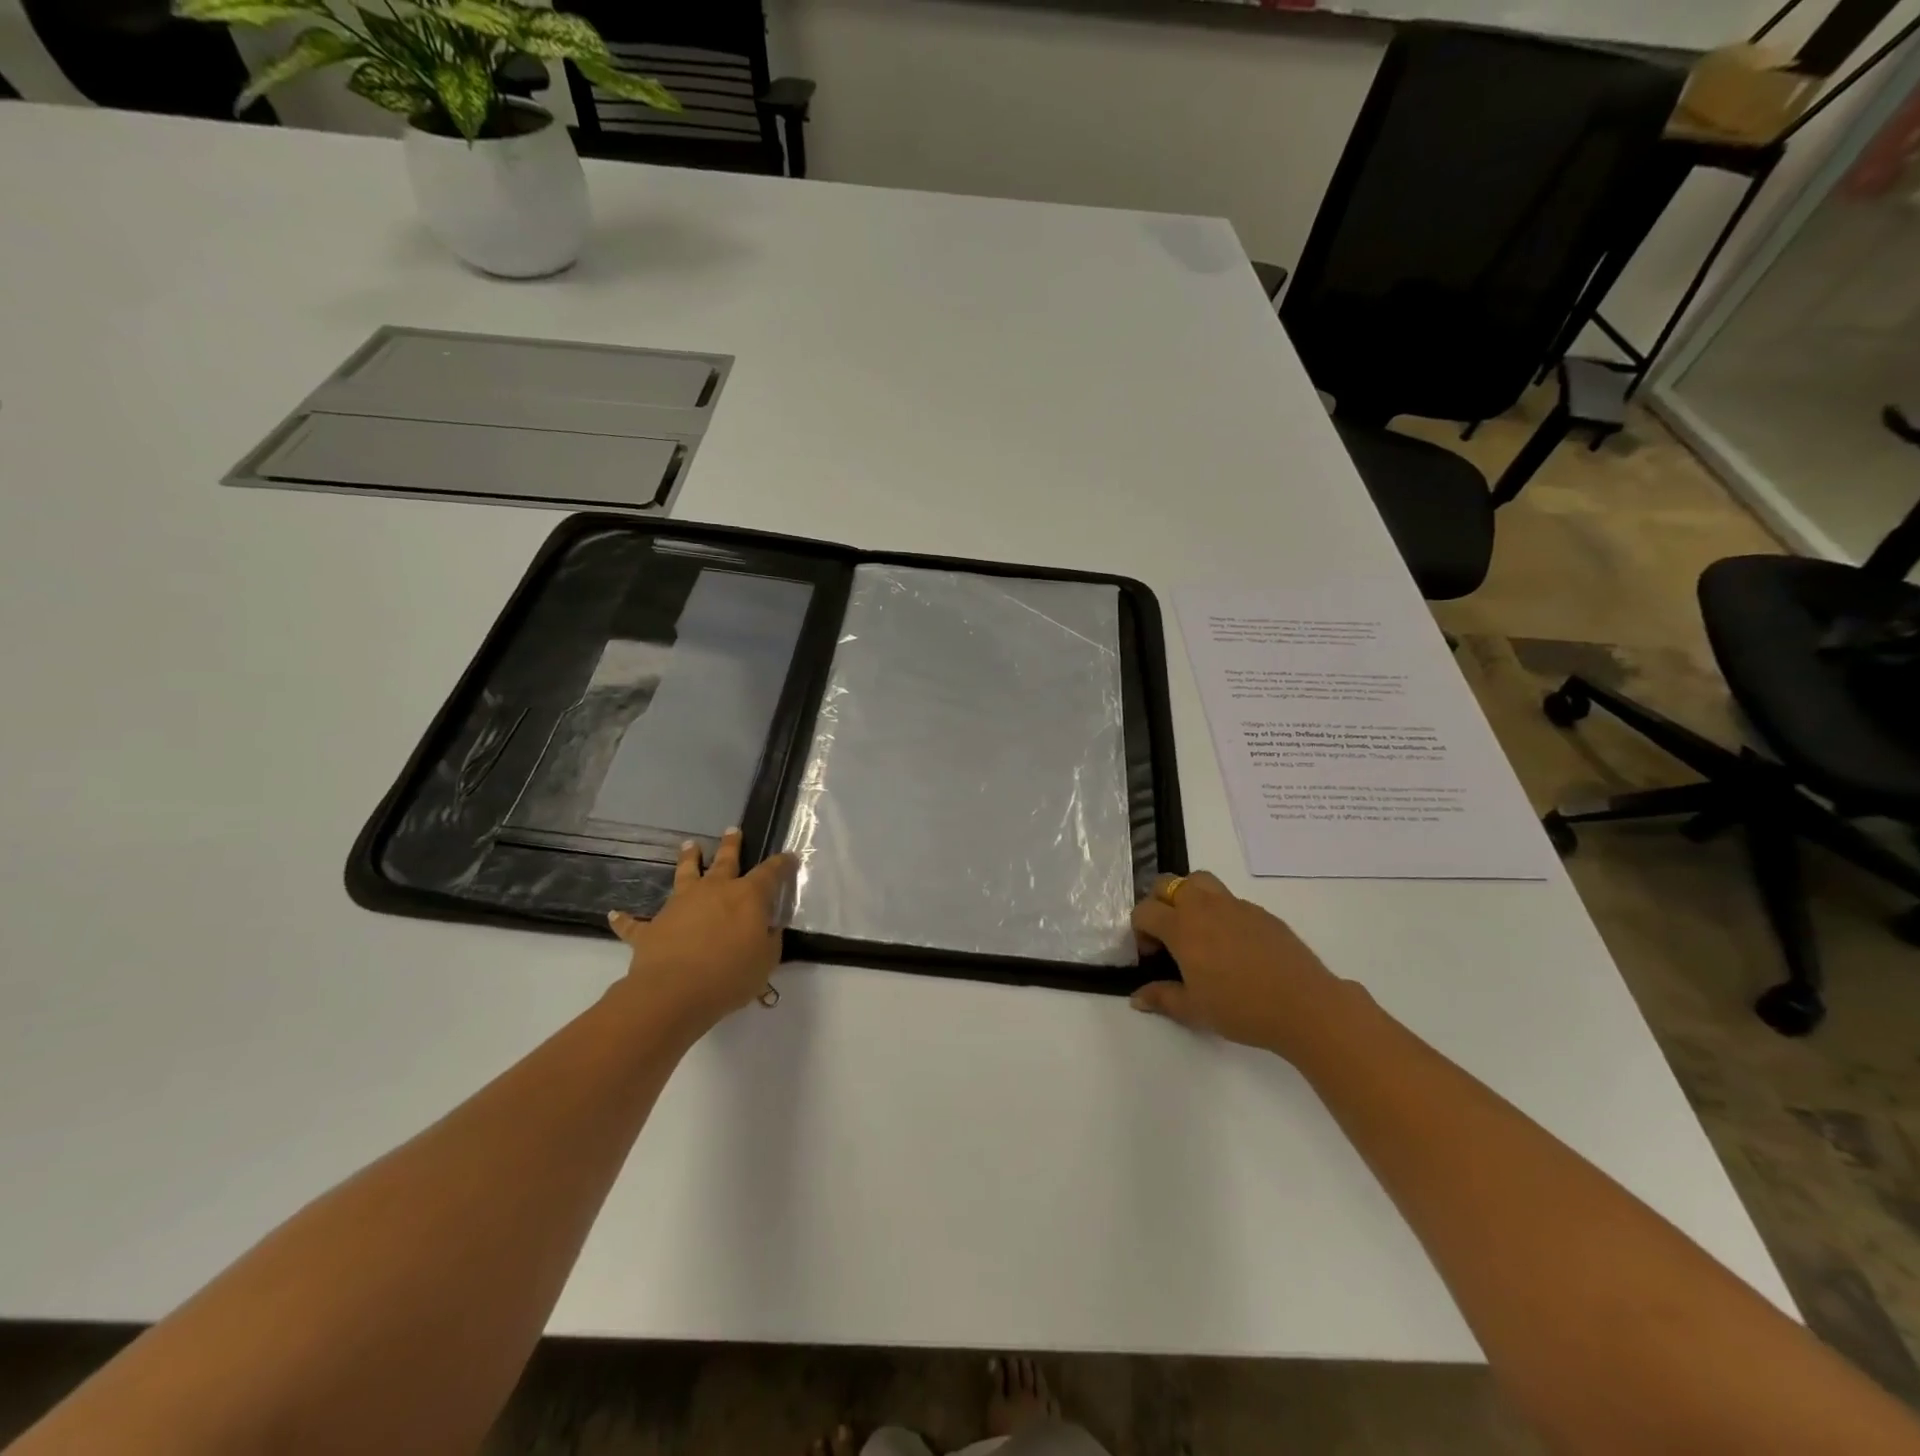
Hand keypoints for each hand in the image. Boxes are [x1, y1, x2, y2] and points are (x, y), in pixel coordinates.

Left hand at [607, 829, 795, 1035]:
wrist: (674, 992)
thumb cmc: (730, 975)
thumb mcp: (766, 960)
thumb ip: (769, 940)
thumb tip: (767, 928)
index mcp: (747, 897)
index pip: (770, 873)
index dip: (781, 864)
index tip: (788, 857)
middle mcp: (713, 891)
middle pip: (725, 861)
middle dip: (731, 845)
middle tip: (732, 830)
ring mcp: (679, 905)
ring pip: (684, 874)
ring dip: (687, 859)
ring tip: (689, 845)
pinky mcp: (652, 928)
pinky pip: (635, 923)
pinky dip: (625, 920)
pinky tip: (614, 914)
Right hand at [1129, 871, 1347, 1057]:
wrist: (1305, 1005)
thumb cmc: (1241, 1009)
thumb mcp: (1194, 1010)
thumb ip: (1162, 998)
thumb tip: (1136, 997)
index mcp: (1182, 928)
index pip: (1145, 910)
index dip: (1140, 930)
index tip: (1151, 955)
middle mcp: (1204, 907)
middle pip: (1168, 883)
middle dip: (1159, 903)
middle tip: (1168, 935)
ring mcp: (1235, 905)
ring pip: (1200, 881)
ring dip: (1189, 897)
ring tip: (1197, 929)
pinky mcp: (1261, 912)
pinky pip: (1230, 900)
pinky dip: (1220, 912)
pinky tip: (1233, 946)